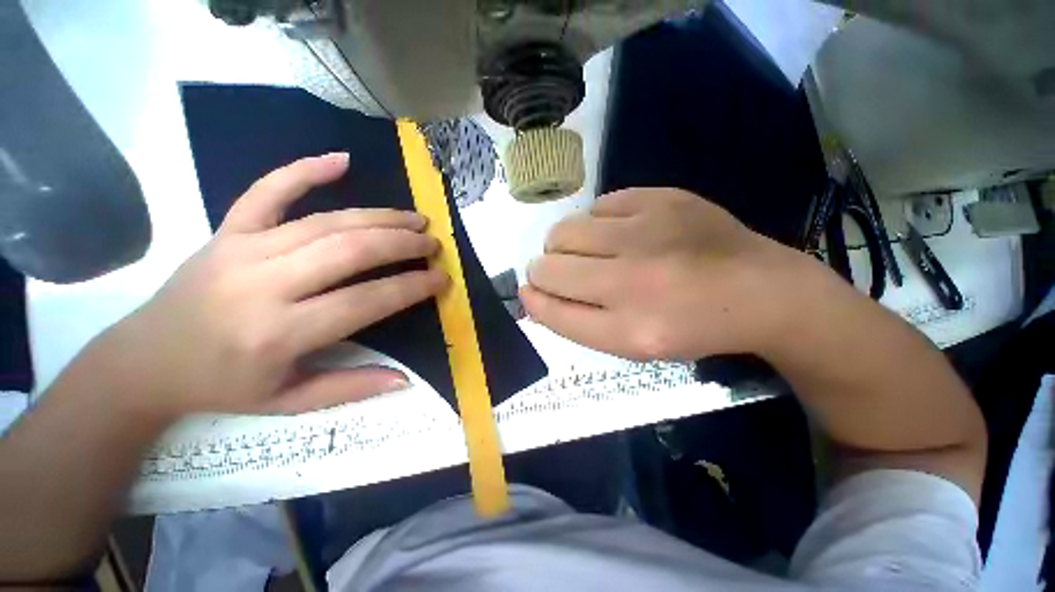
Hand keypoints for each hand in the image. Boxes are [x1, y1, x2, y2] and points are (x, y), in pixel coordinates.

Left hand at [98, 153, 447, 418]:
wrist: (146, 360)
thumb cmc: (223, 386)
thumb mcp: (290, 402)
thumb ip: (351, 388)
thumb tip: (405, 379)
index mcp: (279, 334)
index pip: (365, 301)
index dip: (411, 288)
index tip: (440, 279)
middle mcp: (263, 285)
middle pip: (350, 251)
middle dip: (402, 244)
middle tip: (432, 244)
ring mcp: (242, 249)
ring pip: (326, 222)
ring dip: (379, 217)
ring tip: (414, 219)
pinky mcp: (227, 231)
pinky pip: (267, 191)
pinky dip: (305, 171)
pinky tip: (341, 160)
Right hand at [521, 188, 811, 360]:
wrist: (758, 289)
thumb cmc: (688, 325)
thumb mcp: (630, 343)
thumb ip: (575, 321)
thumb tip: (530, 294)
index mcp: (629, 330)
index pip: (551, 311)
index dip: (533, 300)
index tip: (530, 293)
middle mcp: (633, 281)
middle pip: (547, 267)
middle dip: (544, 271)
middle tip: (566, 274)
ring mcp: (648, 232)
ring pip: (563, 231)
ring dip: (564, 246)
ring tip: (591, 253)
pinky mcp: (661, 198)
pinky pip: (596, 207)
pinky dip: (596, 224)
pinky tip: (619, 234)